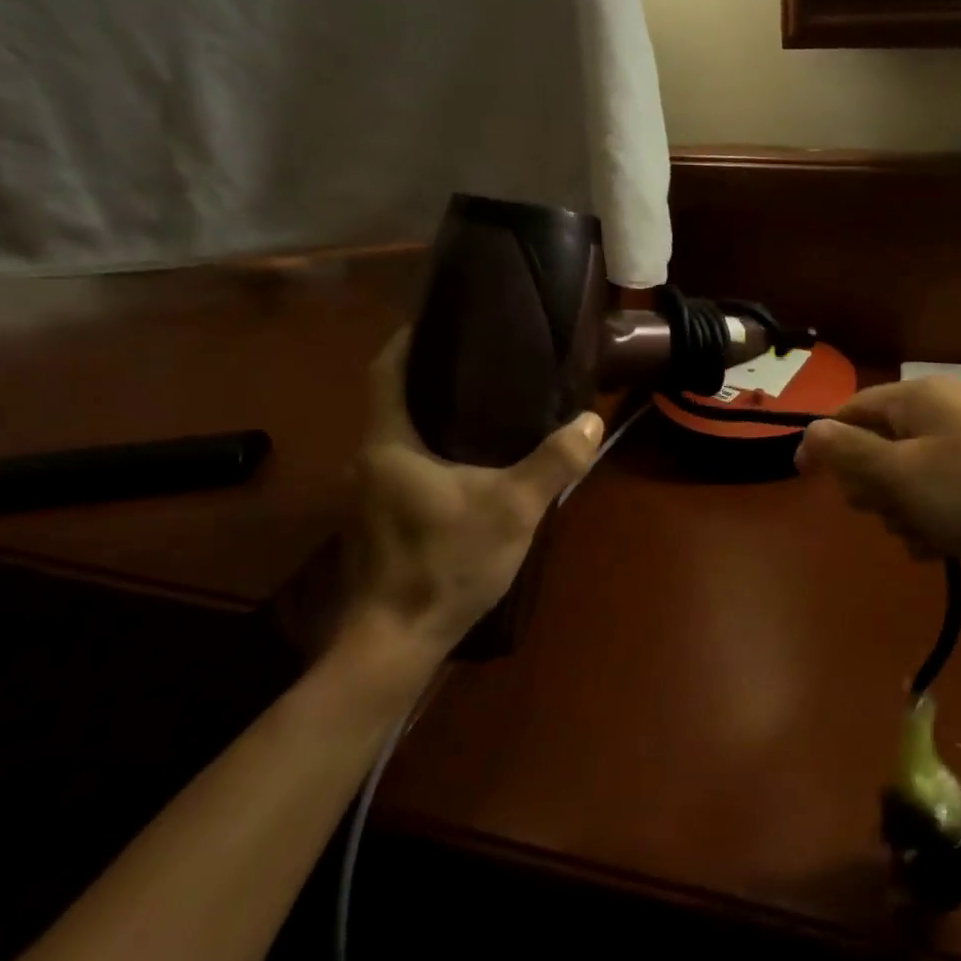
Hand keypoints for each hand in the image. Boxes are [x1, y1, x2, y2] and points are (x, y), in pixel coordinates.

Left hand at [340, 329, 602, 664]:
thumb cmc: (446, 562)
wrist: (396, 641)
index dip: (410, 338)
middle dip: (433, 374)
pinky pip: (405, 463)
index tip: (444, 319)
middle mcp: (370, 459)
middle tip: (484, 358)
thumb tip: (591, 420)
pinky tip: (471, 460)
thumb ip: (554, 462)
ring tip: (486, 402)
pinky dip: (433, 448)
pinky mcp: (380, 518)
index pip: (386, 370)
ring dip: (434, 414)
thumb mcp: (513, 509)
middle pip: (395, 398)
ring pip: (401, 433)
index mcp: (389, 443)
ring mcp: (370, 492)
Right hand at [795, 376, 960, 617]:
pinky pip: (935, 502)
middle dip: (872, 486)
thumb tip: (809, 431)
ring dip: (901, 513)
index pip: (853, 410)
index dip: (825, 442)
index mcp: (920, 398)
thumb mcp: (899, 472)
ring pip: (903, 482)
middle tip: (885, 507)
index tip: (803, 478)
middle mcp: (942, 417)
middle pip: (876, 448)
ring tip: (923, 533)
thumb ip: (848, 451)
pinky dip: (929, 524)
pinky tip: (940, 549)